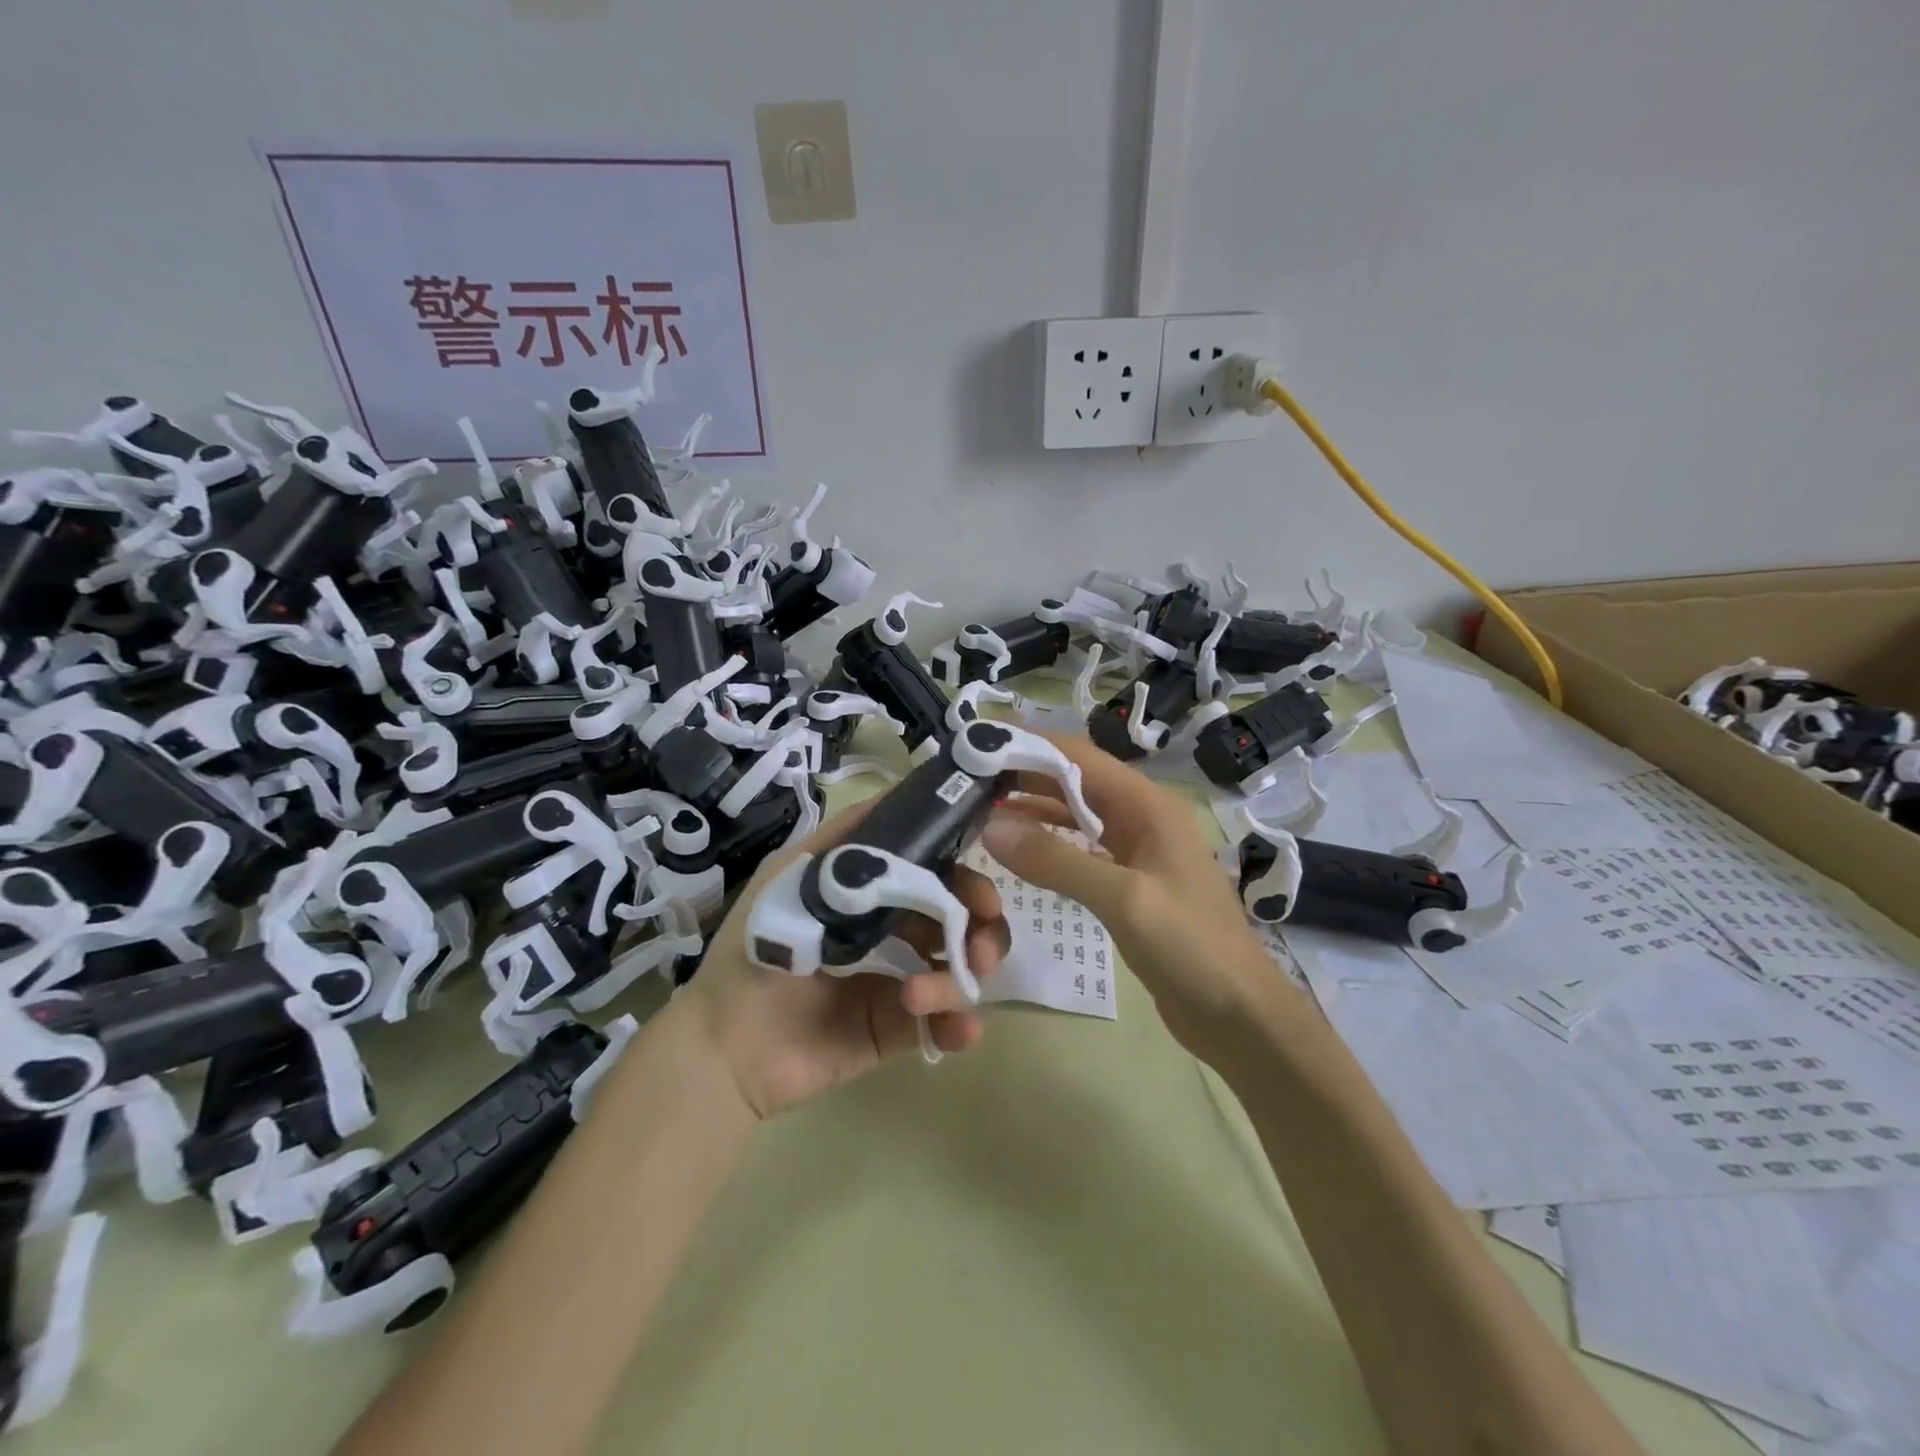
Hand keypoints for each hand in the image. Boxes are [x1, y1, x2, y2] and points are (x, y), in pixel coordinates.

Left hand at [679, 801, 1010, 1119]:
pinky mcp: (893, 1029)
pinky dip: (958, 1024)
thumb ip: (844, 839)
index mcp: (871, 893)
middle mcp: (891, 931)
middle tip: (981, 946)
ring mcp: (896, 981)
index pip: (933, 872)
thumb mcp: (792, 877)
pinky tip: (959, 1029)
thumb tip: (902, 796)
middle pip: (959, 918)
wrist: (722, 1044)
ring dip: (959, 978)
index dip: (963, 874)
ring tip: (922, 994)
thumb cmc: (756, 946)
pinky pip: (941, 1024)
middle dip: (981, 927)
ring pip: (957, 969)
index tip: (980, 887)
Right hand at [981, 732, 1290, 1064]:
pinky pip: (1083, 848)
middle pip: (1076, 781)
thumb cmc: (1190, 948)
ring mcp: (1138, 850)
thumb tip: (991, 829)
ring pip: (1077, 814)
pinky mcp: (1131, 881)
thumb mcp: (1122, 899)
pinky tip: (1019, 850)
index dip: (1031, 748)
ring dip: (1035, 809)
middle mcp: (1143, 817)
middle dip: (1026, 776)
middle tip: (969, 781)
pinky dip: (1050, 843)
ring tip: (983, 809)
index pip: (1080, 757)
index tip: (980, 749)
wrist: (1238, 1014)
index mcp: (1149, 805)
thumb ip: (1056, 861)